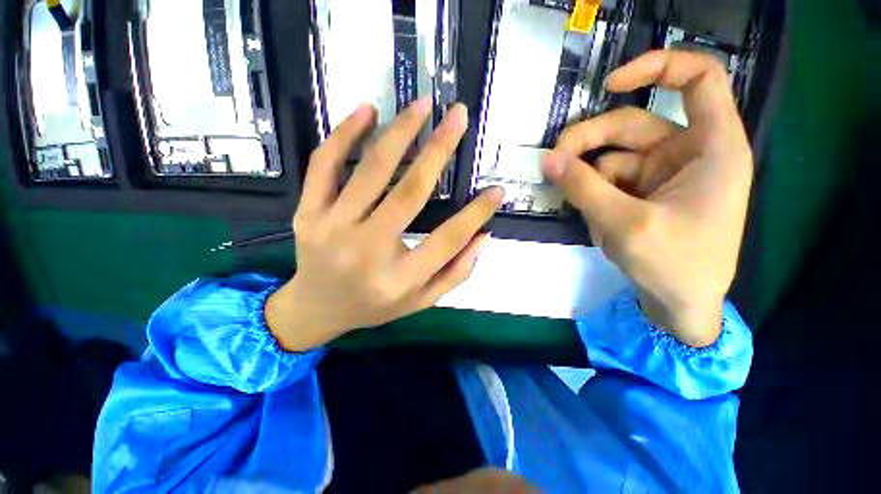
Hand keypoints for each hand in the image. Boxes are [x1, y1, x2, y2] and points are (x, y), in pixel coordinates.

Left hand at [266, 98, 502, 351]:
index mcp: (398, 280)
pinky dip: (345, 134)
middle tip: (458, 116)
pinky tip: (367, 111)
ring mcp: (331, 228)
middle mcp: (367, 252)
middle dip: (439, 150)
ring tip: (422, 106)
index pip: (447, 240)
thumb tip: (483, 235)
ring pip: (371, 170)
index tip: (497, 191)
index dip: (476, 214)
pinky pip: (324, 165)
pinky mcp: (308, 213)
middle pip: (410, 193)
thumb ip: (456, 273)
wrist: (316, 308)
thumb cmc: (374, 306)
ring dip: (400, 132)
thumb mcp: (421, 301)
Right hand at [543, 50, 753, 346]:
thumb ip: (584, 188)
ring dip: (588, 181)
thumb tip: (548, 160)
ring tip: (587, 214)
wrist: (679, 305)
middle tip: (552, 163)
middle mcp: (688, 153)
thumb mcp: (624, 224)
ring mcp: (661, 174)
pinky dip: (596, 199)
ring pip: (611, 158)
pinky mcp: (643, 193)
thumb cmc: (673, 266)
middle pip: (630, 125)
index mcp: (711, 147)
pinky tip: (601, 225)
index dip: (656, 67)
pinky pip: (608, 182)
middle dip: (587, 142)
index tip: (610, 83)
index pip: (697, 79)